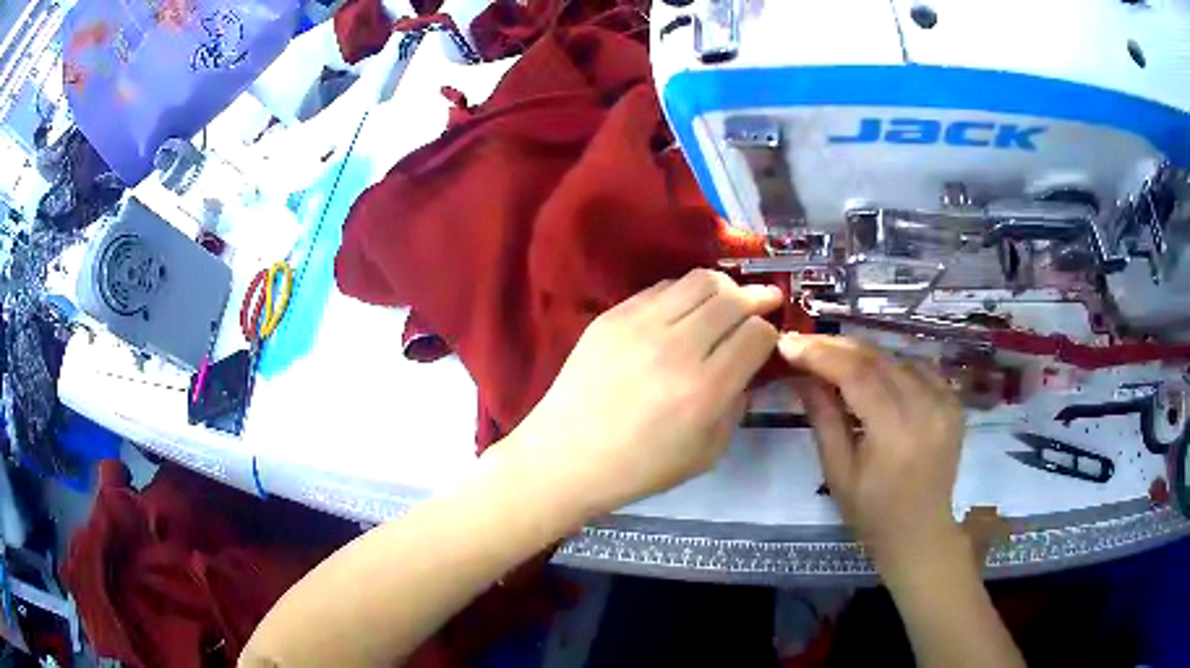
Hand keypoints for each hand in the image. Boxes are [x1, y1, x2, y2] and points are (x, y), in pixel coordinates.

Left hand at [508, 269, 781, 516]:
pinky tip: (685, 310)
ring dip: (723, 287)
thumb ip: (736, 407)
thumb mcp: (706, 453)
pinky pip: (661, 287)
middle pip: (733, 299)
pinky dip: (684, 293)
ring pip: (699, 280)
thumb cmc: (639, 468)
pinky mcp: (613, 315)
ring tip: (727, 299)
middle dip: (756, 299)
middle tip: (765, 301)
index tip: (765, 342)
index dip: (769, 334)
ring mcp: (640, 325)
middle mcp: (677, 347)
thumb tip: (746, 370)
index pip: (756, 335)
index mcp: (705, 389)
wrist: (567, 456)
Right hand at [778, 335, 967, 575]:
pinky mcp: (954, 402)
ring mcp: (946, 402)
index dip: (820, 354)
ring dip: (863, 355)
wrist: (921, 532)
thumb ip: (823, 418)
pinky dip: (892, 365)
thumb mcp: (838, 473)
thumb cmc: (872, 513)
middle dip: (836, 346)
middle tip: (804, 344)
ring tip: (834, 359)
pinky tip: (875, 375)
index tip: (788, 343)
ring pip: (897, 358)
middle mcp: (926, 409)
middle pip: (877, 359)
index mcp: (895, 433)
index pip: (856, 375)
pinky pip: (919, 368)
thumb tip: (802, 375)